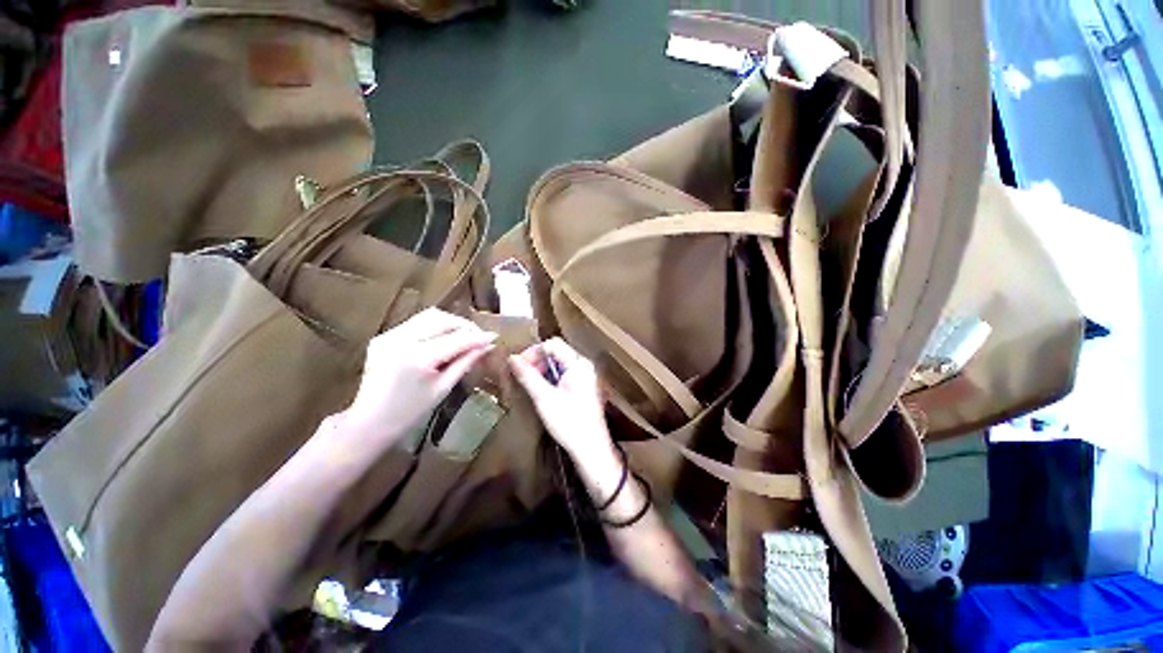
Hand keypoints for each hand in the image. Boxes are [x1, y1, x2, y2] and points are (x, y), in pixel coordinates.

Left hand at [339, 308, 495, 448]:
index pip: (456, 339)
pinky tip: (442, 340)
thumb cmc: (409, 412)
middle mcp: (400, 340)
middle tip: (479, 336)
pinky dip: (434, 327)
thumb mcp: (443, 388)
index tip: (494, 336)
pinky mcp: (382, 337)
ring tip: (463, 336)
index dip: (477, 337)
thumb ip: (466, 362)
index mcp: (417, 358)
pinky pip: (415, 324)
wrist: (368, 423)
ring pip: (428, 316)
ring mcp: (388, 336)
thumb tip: (487, 346)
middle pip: (441, 319)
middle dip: (464, 325)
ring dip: (450, 323)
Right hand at [508, 338, 615, 464]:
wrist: (591, 448)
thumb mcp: (544, 398)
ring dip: (542, 369)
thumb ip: (528, 376)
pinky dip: (551, 377)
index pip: (552, 344)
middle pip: (557, 351)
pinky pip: (564, 373)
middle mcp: (584, 365)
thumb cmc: (569, 423)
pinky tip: (542, 390)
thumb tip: (512, 358)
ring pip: (559, 362)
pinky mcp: (584, 386)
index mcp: (578, 364)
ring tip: (529, 383)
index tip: (517, 365)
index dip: (533, 351)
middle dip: (537, 360)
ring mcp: (586, 375)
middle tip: (521, 375)